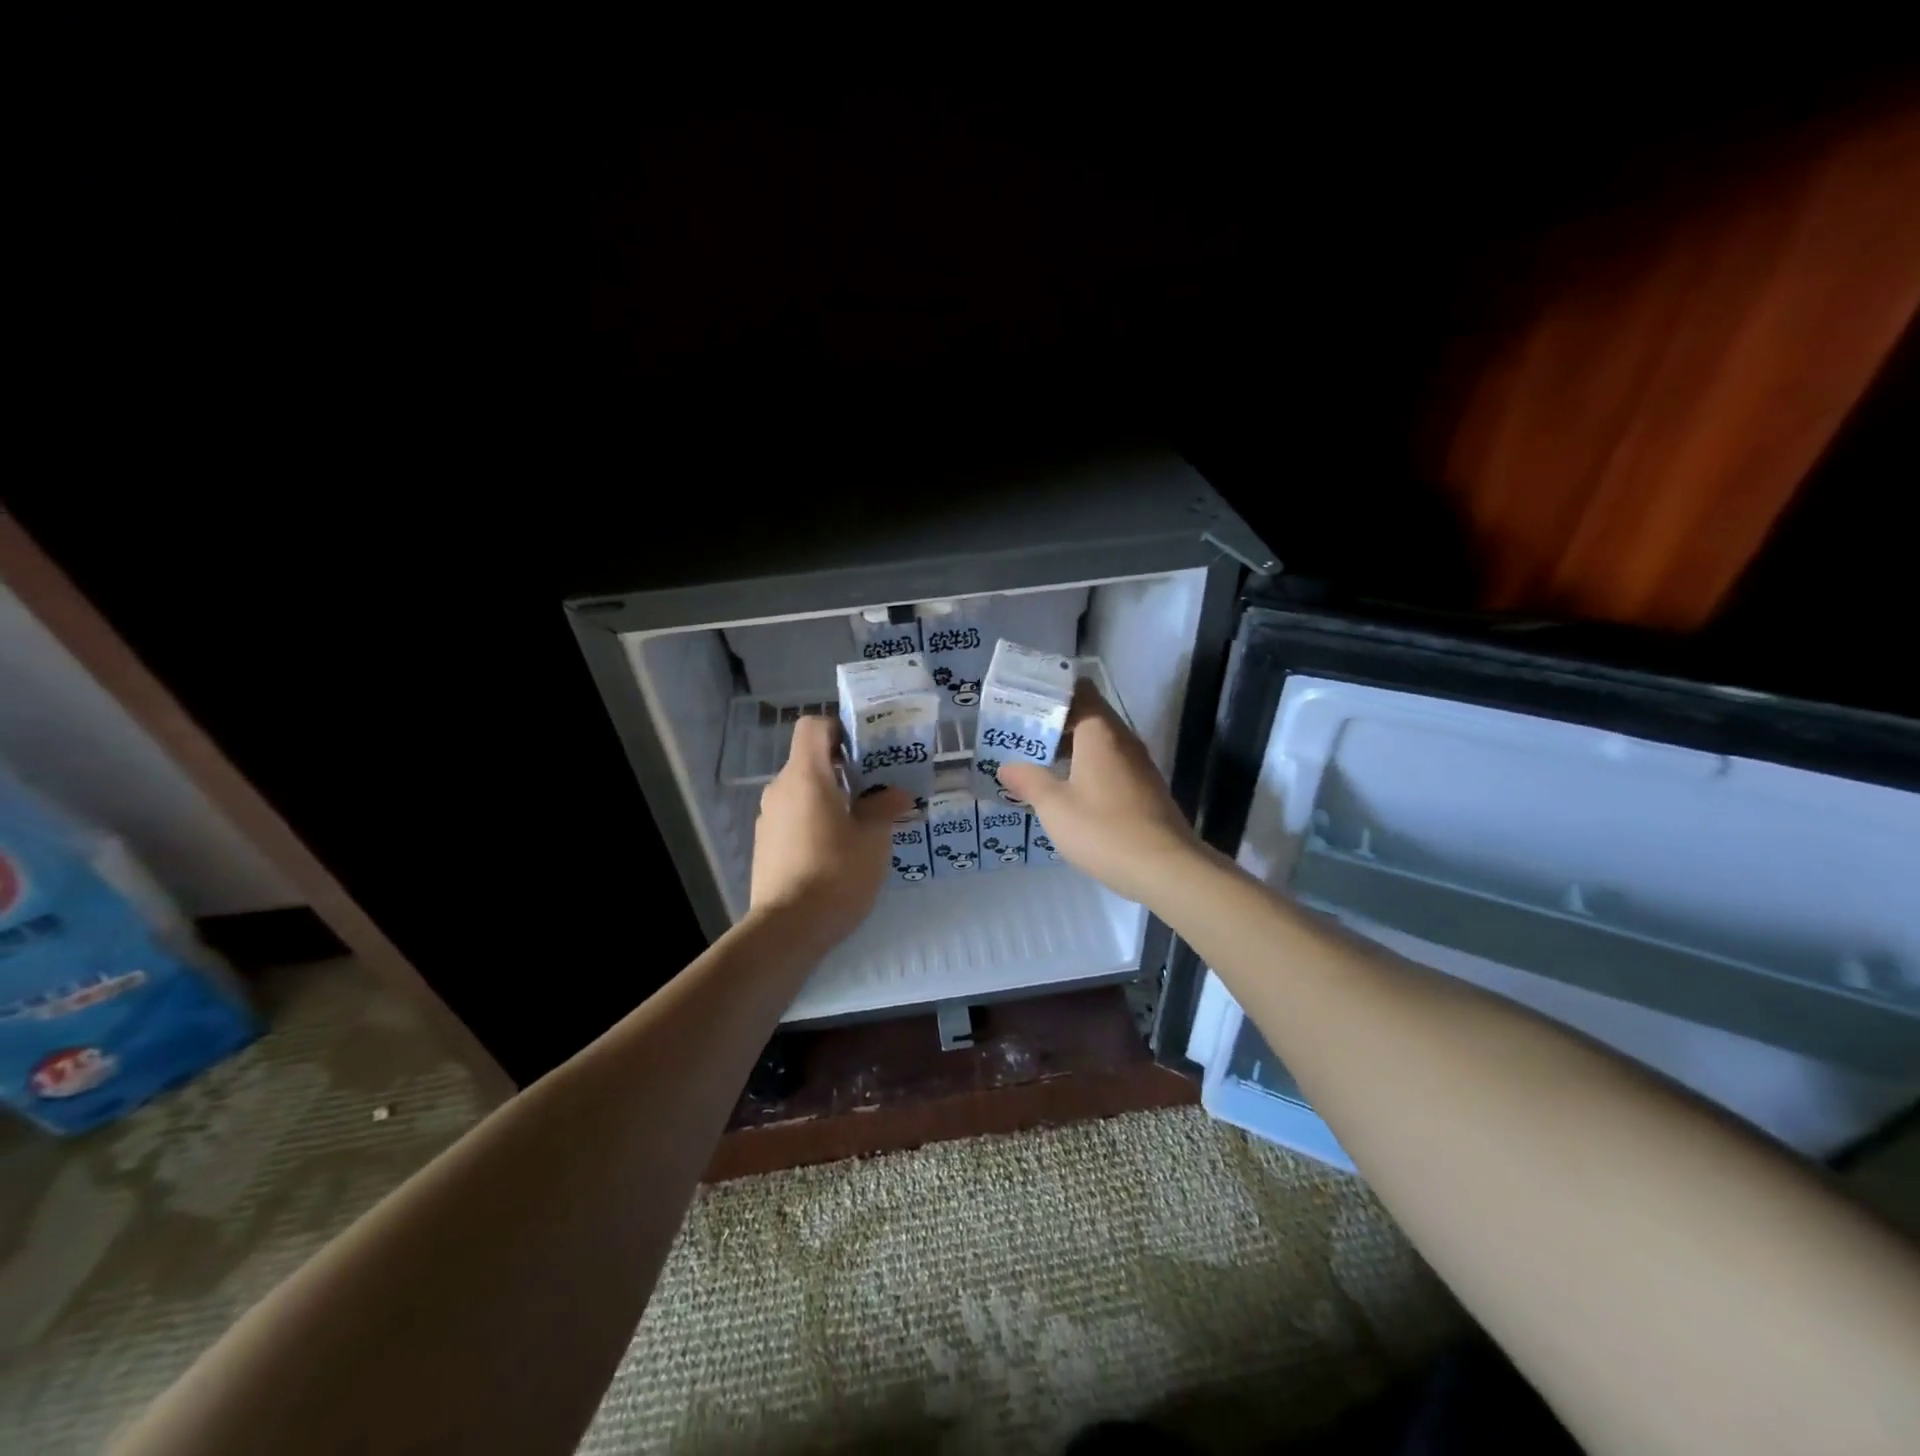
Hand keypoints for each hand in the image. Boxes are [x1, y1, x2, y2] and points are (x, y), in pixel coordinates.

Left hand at [750, 715, 909, 947]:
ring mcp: (768, 818)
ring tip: (859, 823)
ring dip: (828, 797)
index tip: (864, 749)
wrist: (788, 928)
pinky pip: (792, 817)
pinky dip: (813, 820)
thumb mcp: (873, 839)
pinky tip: (836, 850)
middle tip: (874, 788)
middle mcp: (780, 789)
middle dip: (841, 768)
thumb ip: (884, 807)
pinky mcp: (765, 845)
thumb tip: (896, 794)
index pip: (812, 727)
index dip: (838, 728)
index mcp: (806, 776)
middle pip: (808, 760)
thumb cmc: (837, 872)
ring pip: (801, 791)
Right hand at [998, 682, 1202, 908]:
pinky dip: (1087, 767)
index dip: (1051, 692)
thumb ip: (1029, 781)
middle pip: (1088, 716)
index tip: (1023, 702)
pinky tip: (1069, 790)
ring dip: (1071, 748)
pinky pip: (1111, 764)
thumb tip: (1006, 766)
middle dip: (1055, 723)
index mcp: (1100, 732)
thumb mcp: (1055, 807)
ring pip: (1100, 742)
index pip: (1078, 691)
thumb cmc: (1103, 829)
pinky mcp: (1145, 788)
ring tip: (1038, 762)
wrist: (1165, 868)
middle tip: (1021, 735)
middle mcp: (1123, 739)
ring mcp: (1138, 764)